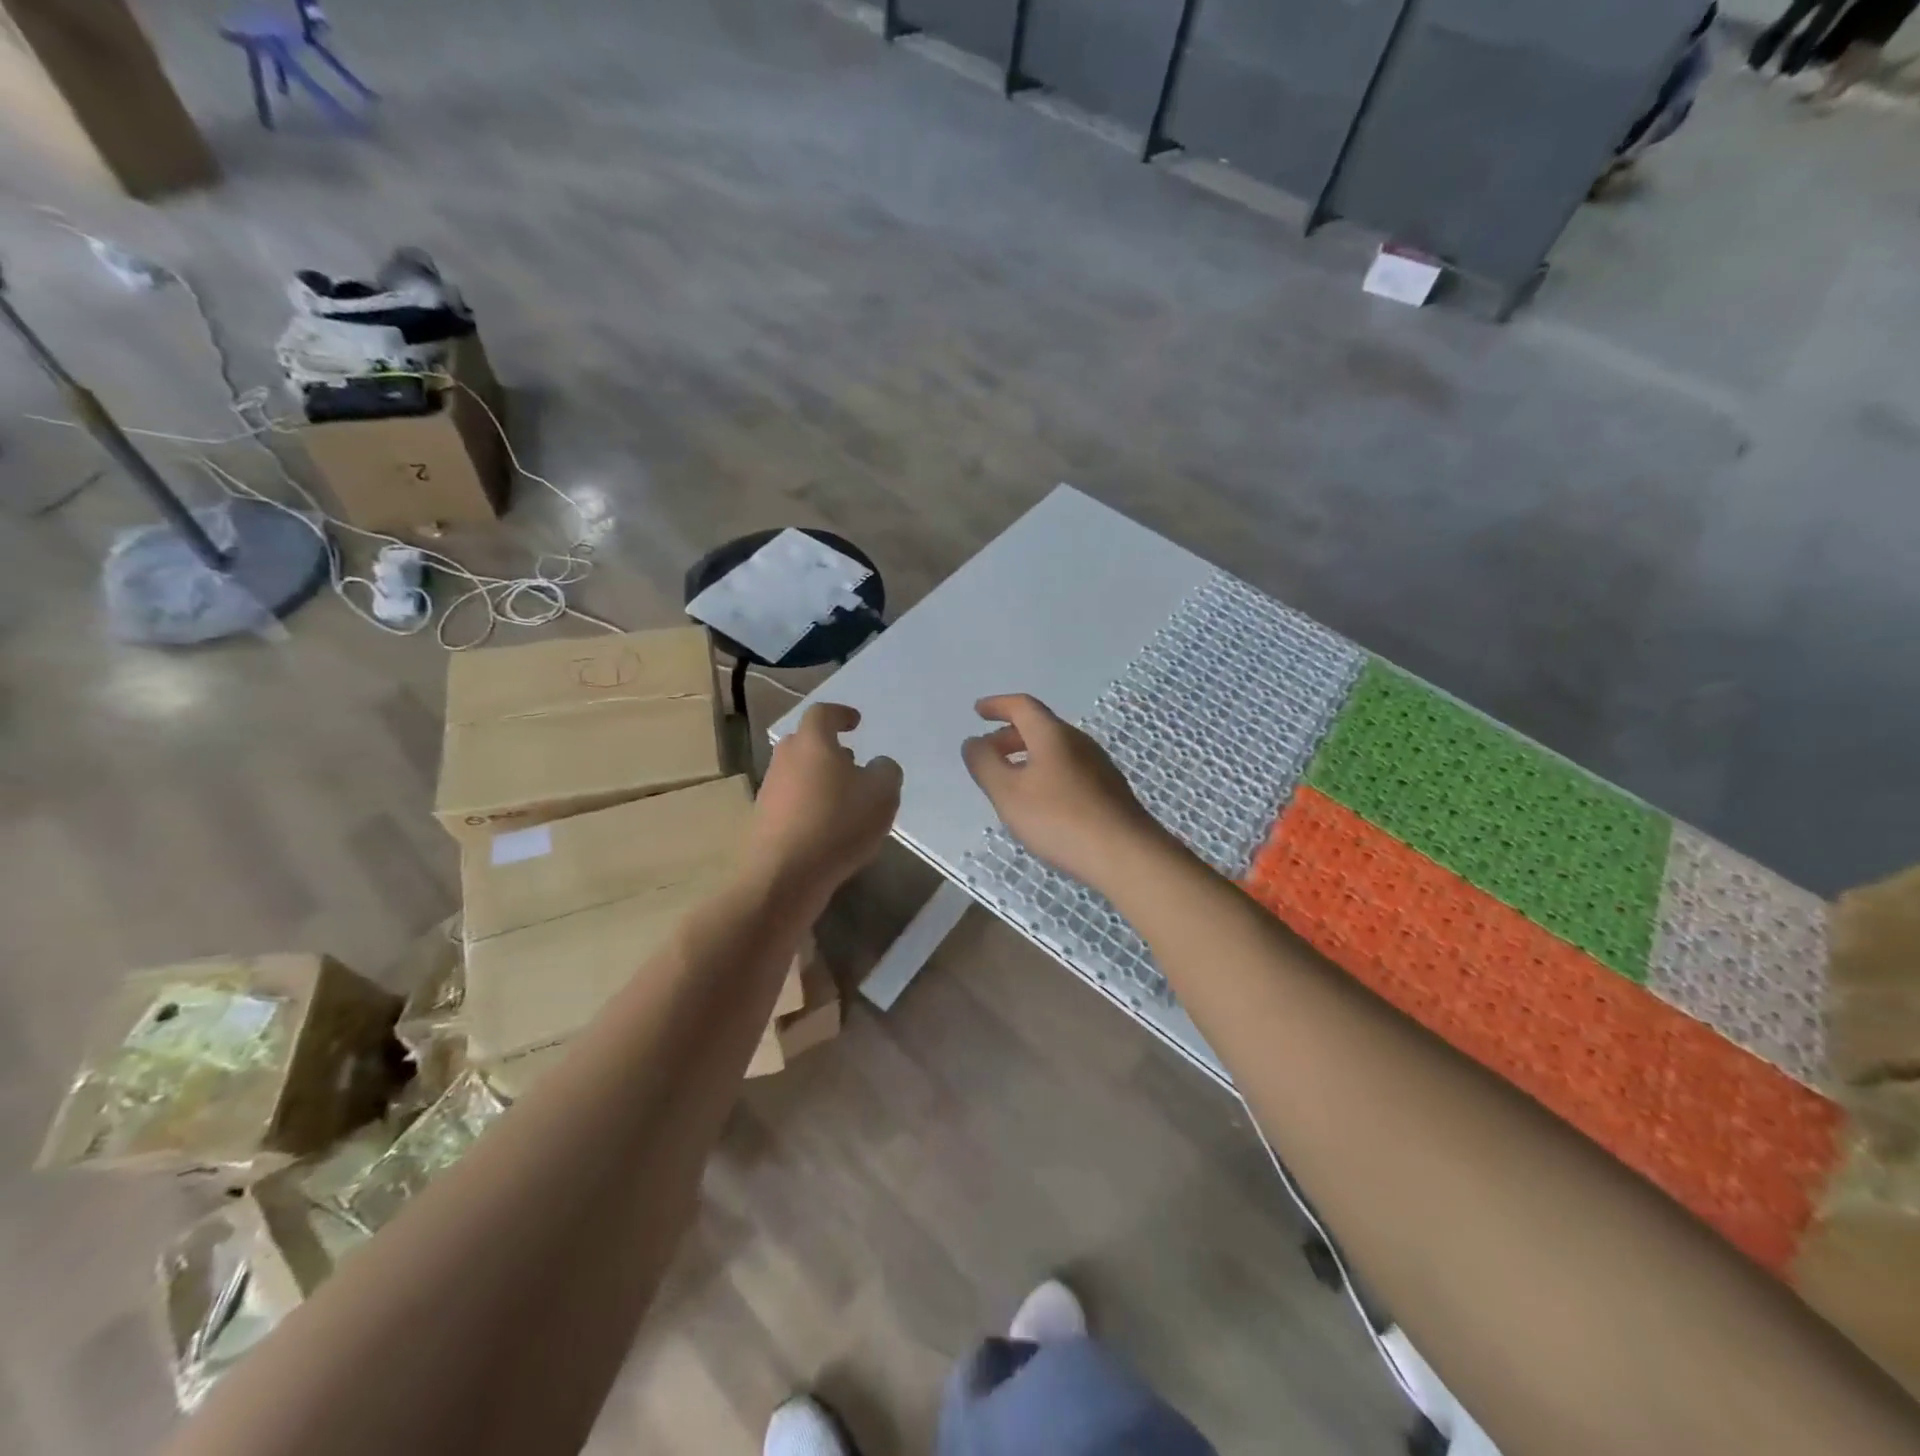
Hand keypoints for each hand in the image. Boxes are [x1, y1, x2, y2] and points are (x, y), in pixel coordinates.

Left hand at [747, 703, 901, 904]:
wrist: (785, 875)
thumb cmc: (838, 823)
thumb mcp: (882, 794)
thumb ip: (886, 771)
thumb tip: (877, 765)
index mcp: (812, 742)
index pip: (822, 713)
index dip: (840, 714)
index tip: (855, 722)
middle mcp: (785, 759)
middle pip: (805, 742)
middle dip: (827, 748)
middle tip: (851, 761)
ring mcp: (770, 790)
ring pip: (797, 773)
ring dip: (818, 778)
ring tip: (844, 799)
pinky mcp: (763, 821)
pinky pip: (791, 802)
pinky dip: (809, 806)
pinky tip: (828, 828)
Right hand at [961, 694, 1166, 890]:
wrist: (1125, 855)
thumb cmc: (1059, 819)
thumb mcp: (1008, 793)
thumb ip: (985, 764)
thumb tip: (973, 742)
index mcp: (1053, 735)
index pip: (1022, 707)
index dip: (998, 706)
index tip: (978, 711)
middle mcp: (1079, 743)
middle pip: (1040, 728)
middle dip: (1010, 735)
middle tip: (988, 751)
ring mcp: (1098, 767)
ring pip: (1055, 751)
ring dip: (1028, 756)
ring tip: (1010, 780)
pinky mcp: (1108, 792)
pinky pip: (1069, 770)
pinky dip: (1046, 774)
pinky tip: (1041, 803)